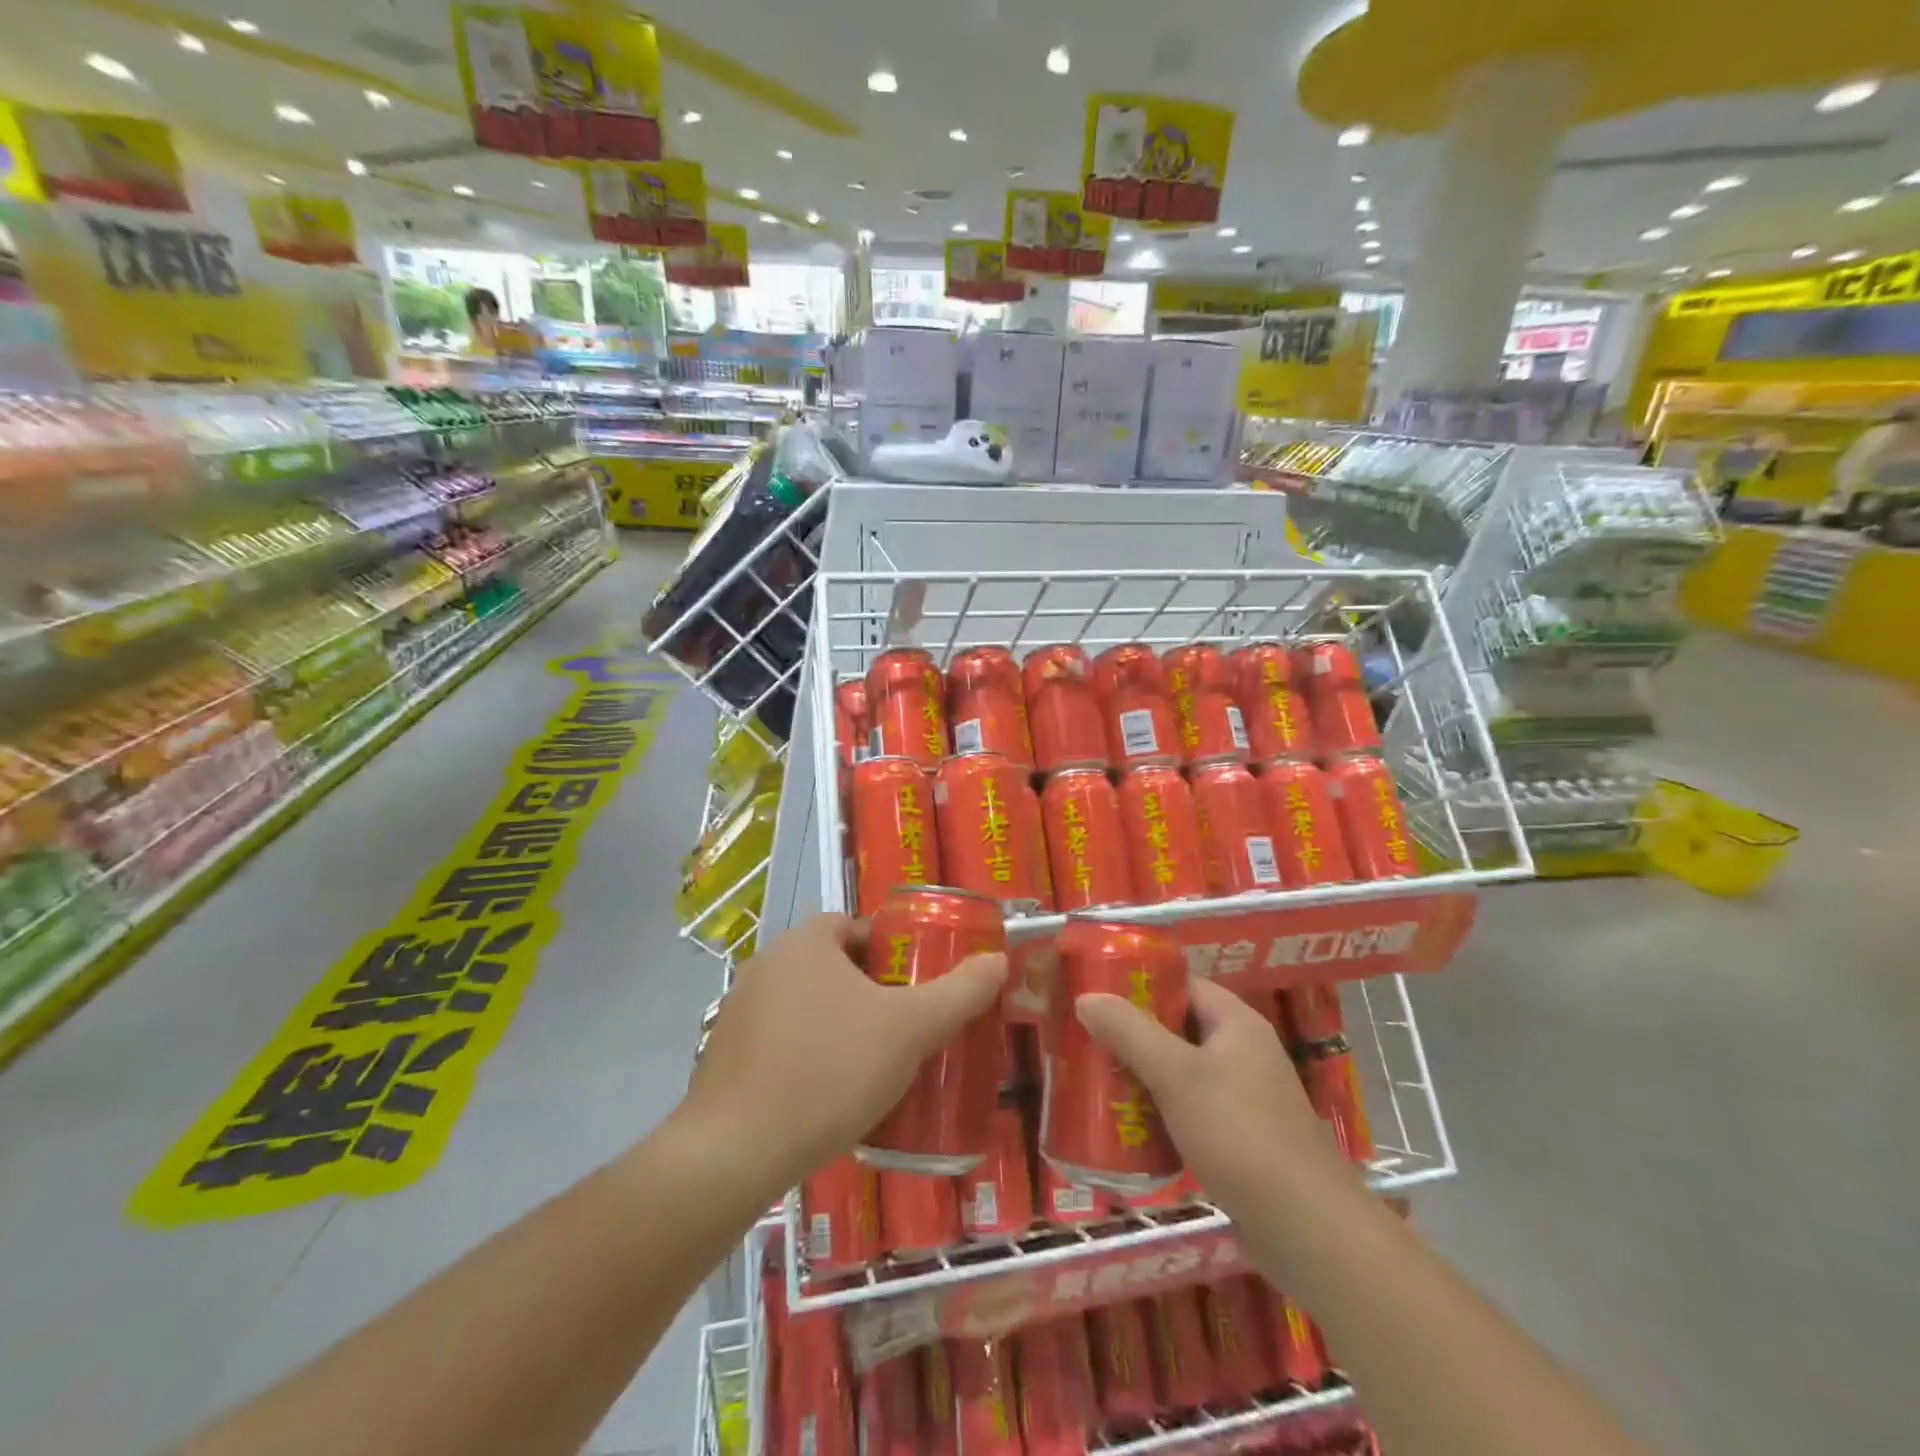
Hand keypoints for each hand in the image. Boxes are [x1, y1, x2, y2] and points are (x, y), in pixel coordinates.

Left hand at [682, 913, 1007, 1200]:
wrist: (734, 1154)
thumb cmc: (829, 1072)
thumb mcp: (909, 1030)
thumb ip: (959, 992)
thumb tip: (997, 960)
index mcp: (805, 942)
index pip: (855, 927)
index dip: (891, 951)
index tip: (917, 987)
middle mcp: (767, 964)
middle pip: (834, 966)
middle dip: (871, 993)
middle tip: (905, 1030)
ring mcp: (739, 1011)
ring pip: (808, 1006)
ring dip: (840, 1026)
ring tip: (875, 1067)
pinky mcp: (724, 1056)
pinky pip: (781, 1041)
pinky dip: (808, 1056)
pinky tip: (830, 1096)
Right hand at [1075, 977, 1359, 1217]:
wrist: (1308, 1232)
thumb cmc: (1240, 1135)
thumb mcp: (1177, 1075)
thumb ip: (1130, 1032)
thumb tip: (1085, 997)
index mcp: (1236, 1023)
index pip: (1181, 984)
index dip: (1138, 984)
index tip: (1095, 994)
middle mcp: (1242, 1053)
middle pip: (1176, 1028)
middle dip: (1131, 1035)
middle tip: (1084, 1041)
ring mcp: (1243, 1099)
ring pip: (1179, 1073)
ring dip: (1141, 1077)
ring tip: (1093, 1083)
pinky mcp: (1238, 1141)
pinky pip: (1187, 1112)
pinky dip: (1158, 1114)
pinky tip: (1125, 1130)